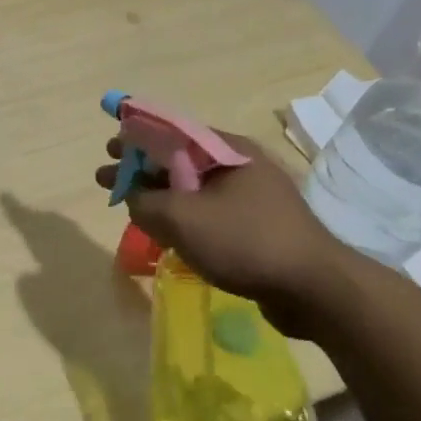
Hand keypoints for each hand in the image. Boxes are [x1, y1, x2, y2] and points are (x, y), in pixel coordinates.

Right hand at [95, 132, 359, 337]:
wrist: (313, 288)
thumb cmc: (244, 241)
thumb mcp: (181, 218)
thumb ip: (145, 202)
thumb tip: (133, 198)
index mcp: (226, 150)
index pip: (171, 131)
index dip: (136, 137)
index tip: (109, 148)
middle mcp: (241, 165)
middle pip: (180, 159)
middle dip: (141, 169)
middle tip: (108, 179)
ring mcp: (252, 196)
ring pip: (193, 188)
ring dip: (159, 194)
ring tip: (131, 206)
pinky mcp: (257, 225)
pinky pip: (209, 211)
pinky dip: (183, 215)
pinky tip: (166, 231)